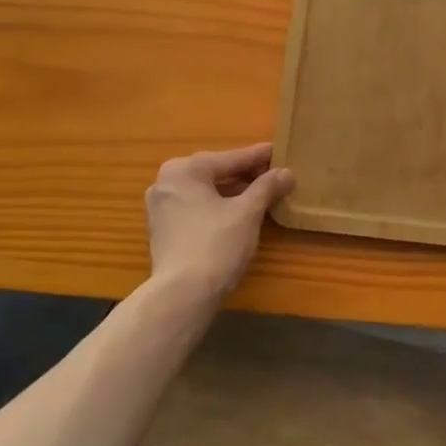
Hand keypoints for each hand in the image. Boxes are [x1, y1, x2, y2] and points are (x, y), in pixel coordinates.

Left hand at [145, 143, 293, 302]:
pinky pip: (196, 208)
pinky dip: (217, 206)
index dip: (257, 157)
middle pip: (214, 172)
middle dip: (244, 173)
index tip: (279, 151)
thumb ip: (266, 187)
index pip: (229, 159)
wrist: (182, 294)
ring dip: (232, 191)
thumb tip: (286, 172)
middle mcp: (166, 182)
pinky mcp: (163, 230)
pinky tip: (238, 213)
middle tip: (273, 173)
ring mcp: (160, 208)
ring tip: (260, 193)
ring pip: (205, 192)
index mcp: (184, 170)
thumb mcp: (248, 212)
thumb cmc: (216, 244)